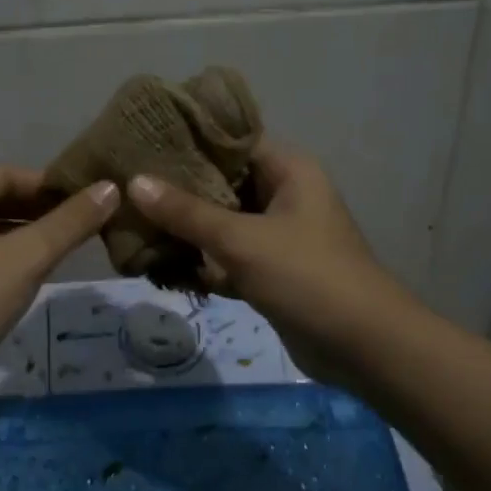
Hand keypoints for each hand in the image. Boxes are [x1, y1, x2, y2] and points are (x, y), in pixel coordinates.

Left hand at [0, 166, 117, 408]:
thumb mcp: (26, 258)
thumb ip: (69, 222)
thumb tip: (111, 187)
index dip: (41, 182)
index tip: (80, 195)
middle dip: (36, 209)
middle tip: (79, 220)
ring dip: (24, 235)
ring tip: (65, 245)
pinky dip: (9, 259)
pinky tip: (34, 276)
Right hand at [128, 144, 403, 383]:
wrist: (363, 347)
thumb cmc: (306, 276)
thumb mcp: (242, 240)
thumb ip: (187, 212)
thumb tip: (134, 183)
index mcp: (288, 170)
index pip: (231, 143)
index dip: (188, 143)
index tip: (142, 145)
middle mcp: (284, 195)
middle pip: (222, 184)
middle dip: (178, 190)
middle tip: (127, 186)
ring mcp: (278, 236)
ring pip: (222, 223)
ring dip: (186, 230)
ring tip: (132, 223)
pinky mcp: (271, 272)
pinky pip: (228, 258)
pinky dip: (201, 263)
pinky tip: (158, 265)